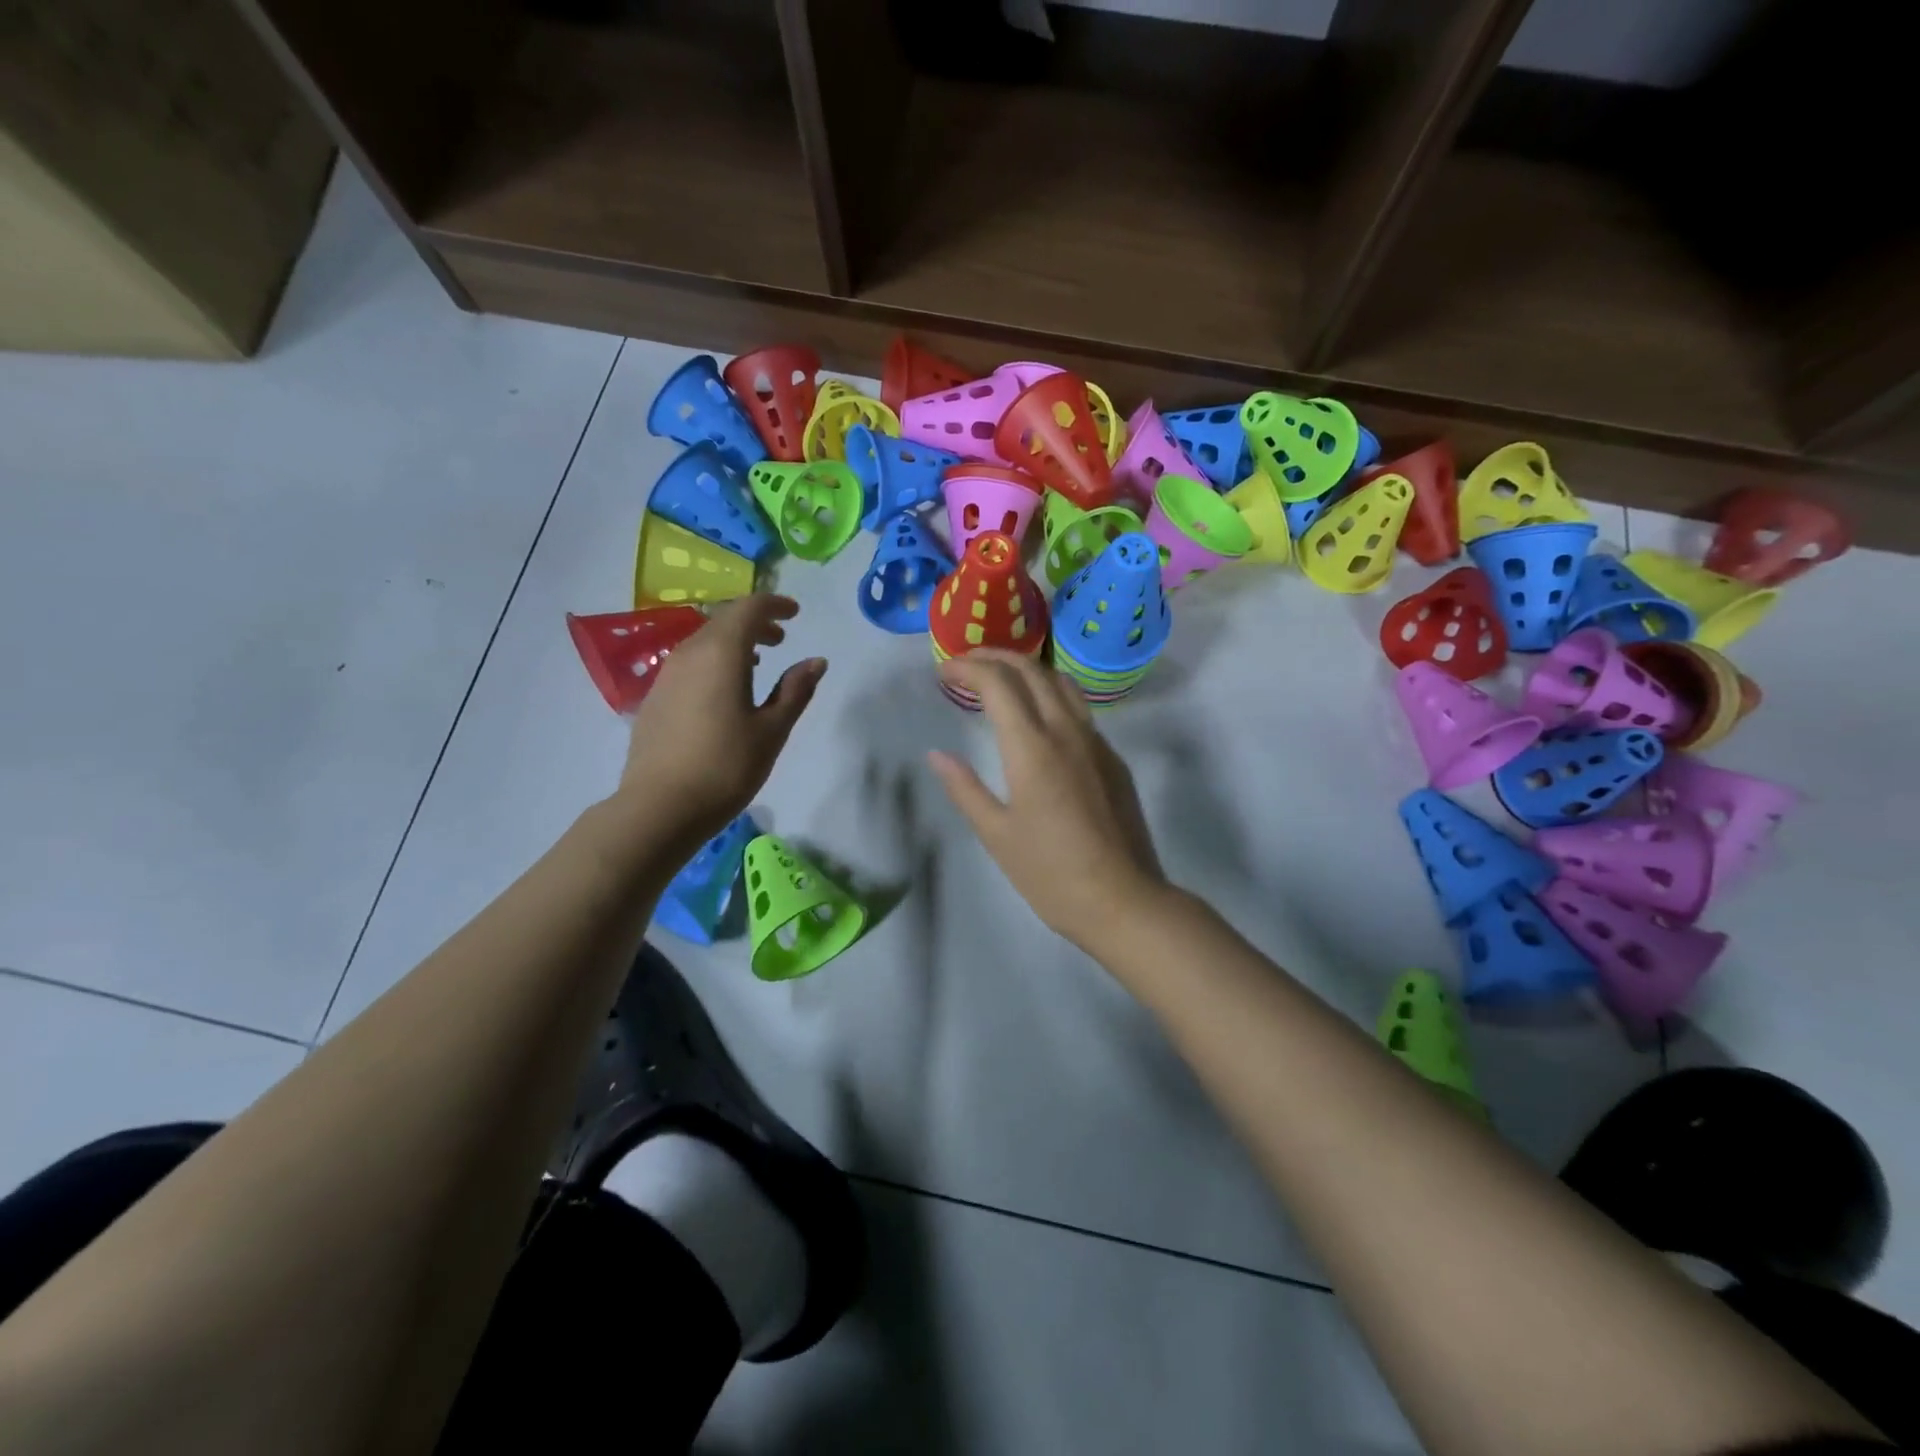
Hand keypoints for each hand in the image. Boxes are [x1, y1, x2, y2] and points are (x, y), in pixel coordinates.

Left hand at [614, 594, 825, 847]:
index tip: (795, 614)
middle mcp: (689, 653)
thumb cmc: (726, 766)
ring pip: (703, 642)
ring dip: (733, 643)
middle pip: (723, 621)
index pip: (749, 609)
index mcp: (721, 653)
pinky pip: (689, 663)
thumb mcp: (772, 730)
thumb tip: (816, 661)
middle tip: (781, 639)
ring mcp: (666, 675)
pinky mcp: (655, 698)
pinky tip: (724, 691)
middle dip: (755, 623)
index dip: (774, 605)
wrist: (660, 807)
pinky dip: (713, 662)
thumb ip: (795, 691)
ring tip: (757, 664)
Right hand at [928, 650, 1165, 950]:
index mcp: (1033, 748)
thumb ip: (965, 789)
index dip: (968, 668)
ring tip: (1001, 678)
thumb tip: (937, 755)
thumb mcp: (997, 835)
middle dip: (995, 657)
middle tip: (966, 664)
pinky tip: (1037, 718)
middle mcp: (1067, 732)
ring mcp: (1096, 743)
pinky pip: (1079, 709)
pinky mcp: (1113, 760)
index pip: (999, 683)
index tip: (944, 671)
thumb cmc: (1051, 874)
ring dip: (1027, 669)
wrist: (1124, 900)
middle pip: (1032, 671)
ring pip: (1062, 684)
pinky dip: (1050, 695)